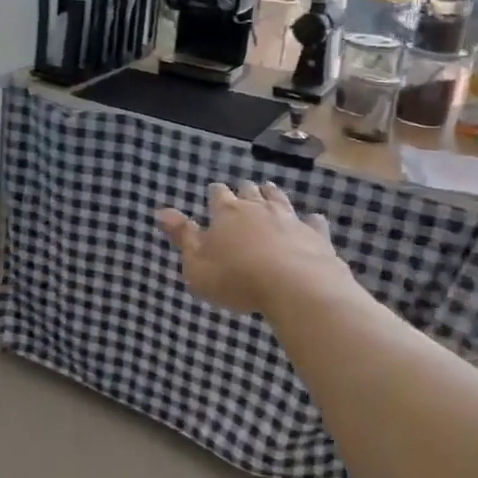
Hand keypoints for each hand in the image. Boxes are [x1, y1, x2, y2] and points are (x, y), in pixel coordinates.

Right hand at [154, 182, 350, 317]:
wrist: (297, 287)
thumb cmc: (237, 278)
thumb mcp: (197, 264)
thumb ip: (182, 236)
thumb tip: (161, 210)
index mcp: (226, 213)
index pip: (218, 194)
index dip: (215, 193)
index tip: (213, 193)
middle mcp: (258, 208)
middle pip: (249, 191)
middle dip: (244, 190)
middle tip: (243, 190)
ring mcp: (289, 218)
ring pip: (279, 199)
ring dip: (272, 194)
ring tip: (269, 190)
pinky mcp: (316, 234)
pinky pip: (313, 221)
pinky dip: (309, 220)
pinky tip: (311, 220)